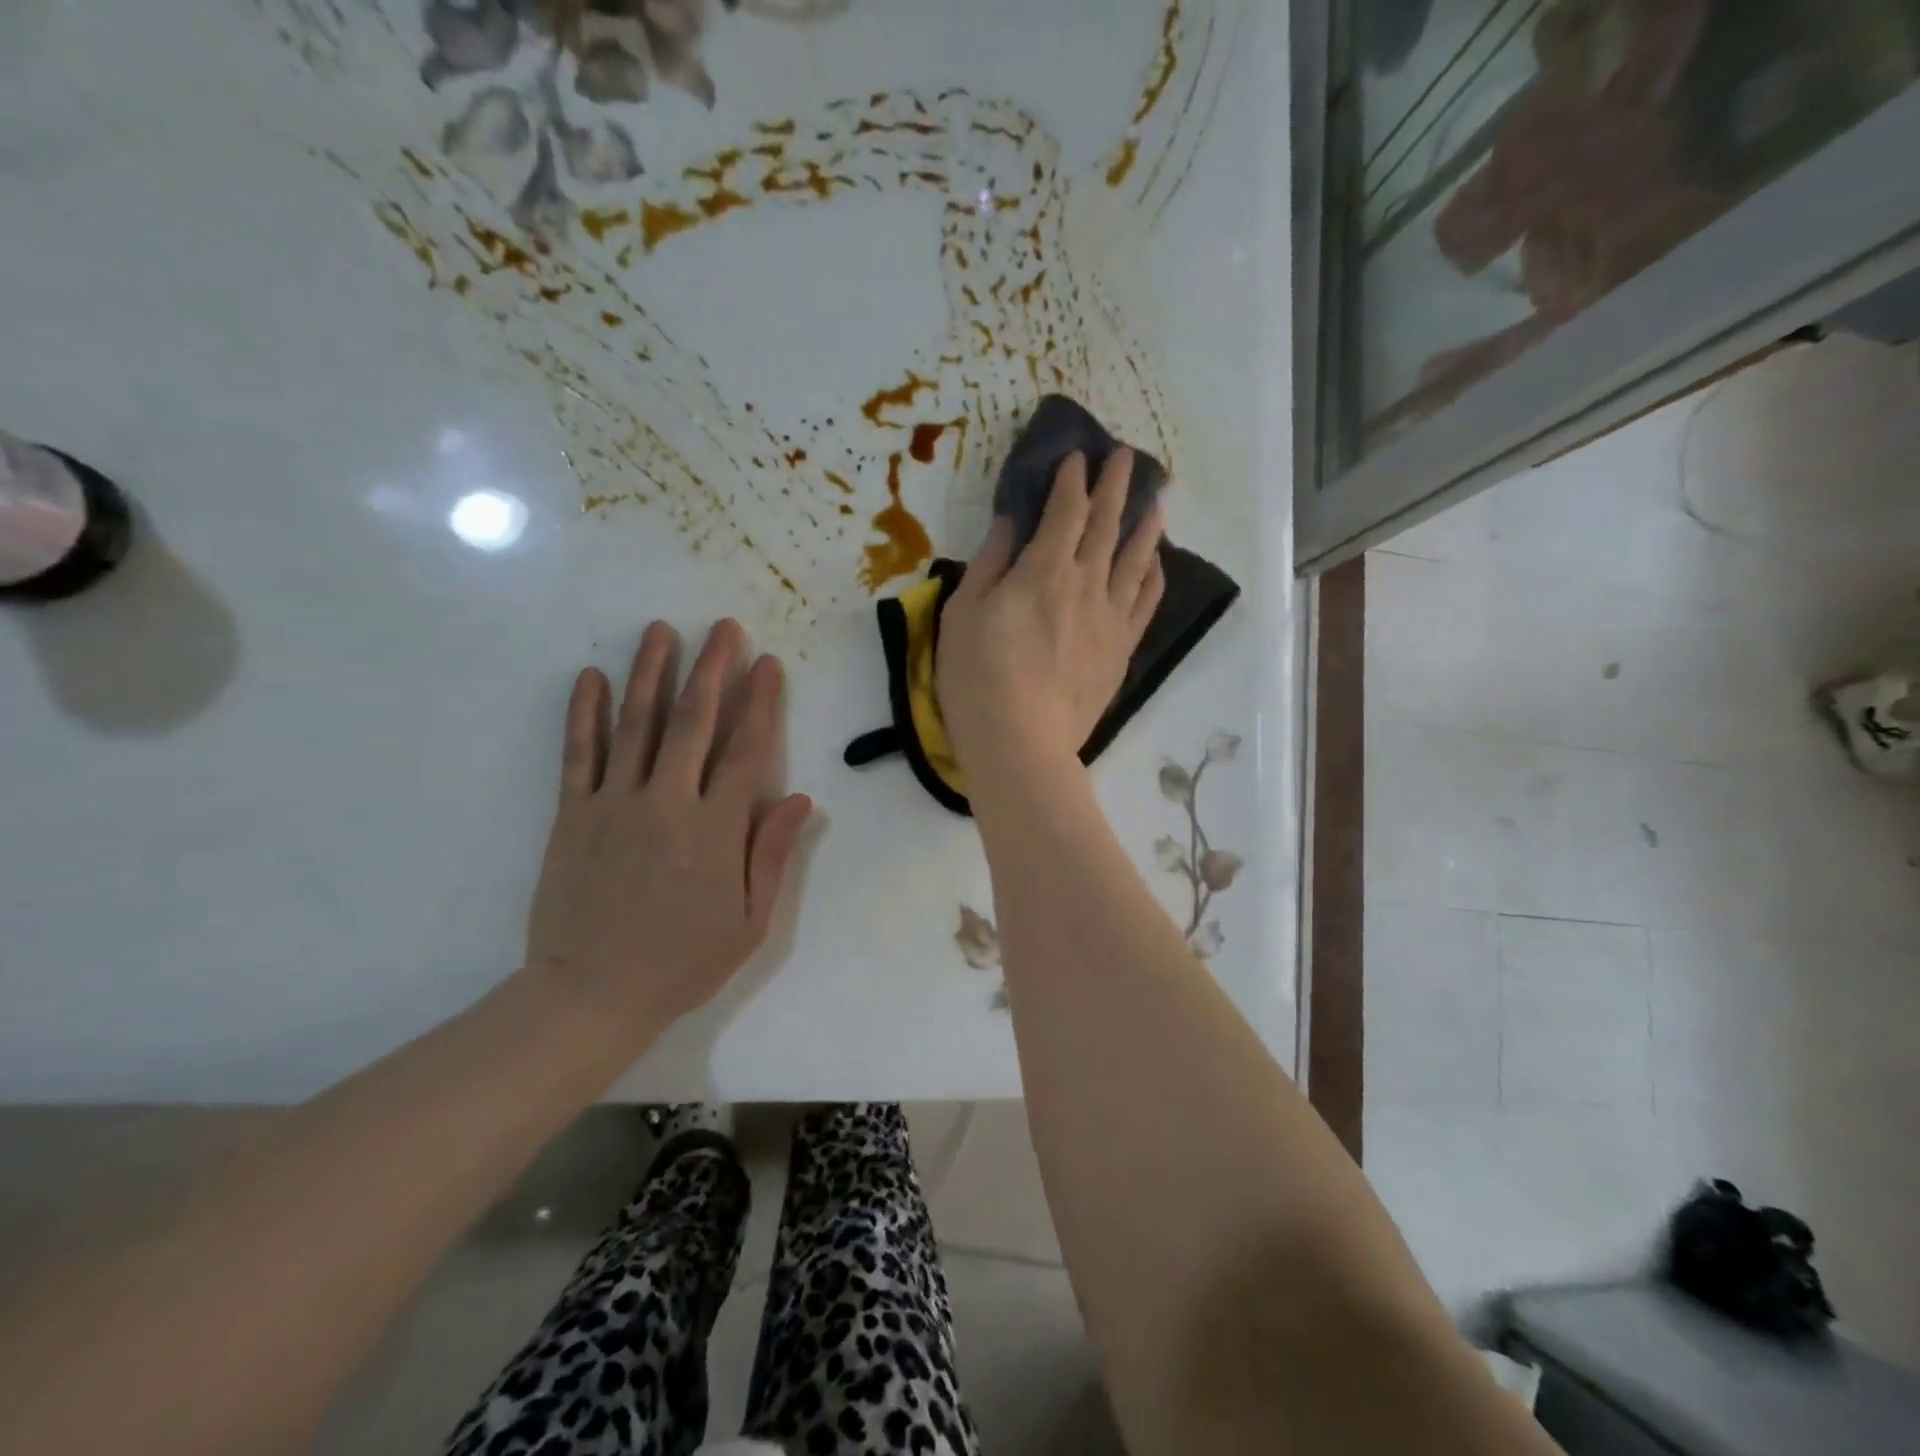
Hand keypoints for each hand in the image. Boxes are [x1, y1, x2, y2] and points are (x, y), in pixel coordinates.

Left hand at [525, 619, 812, 1029]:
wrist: (591, 994)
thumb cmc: (682, 962)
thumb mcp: (749, 922)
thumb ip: (772, 854)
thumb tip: (800, 798)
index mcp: (716, 829)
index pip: (746, 751)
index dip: (760, 703)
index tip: (768, 664)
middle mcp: (668, 802)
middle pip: (694, 722)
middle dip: (711, 669)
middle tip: (723, 627)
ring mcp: (615, 804)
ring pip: (637, 725)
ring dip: (651, 673)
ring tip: (661, 630)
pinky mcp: (572, 814)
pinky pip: (579, 754)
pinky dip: (585, 713)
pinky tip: (591, 676)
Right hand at [937, 449, 1164, 782]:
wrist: (1021, 743)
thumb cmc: (977, 678)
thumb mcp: (963, 614)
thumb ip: (988, 563)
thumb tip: (1009, 522)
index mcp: (1044, 570)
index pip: (1066, 511)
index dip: (1072, 480)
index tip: (1078, 456)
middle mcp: (1086, 584)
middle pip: (1107, 525)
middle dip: (1117, 487)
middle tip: (1128, 458)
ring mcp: (1110, 618)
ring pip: (1136, 560)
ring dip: (1147, 525)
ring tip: (1158, 500)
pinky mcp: (1121, 650)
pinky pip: (1145, 603)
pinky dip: (1153, 577)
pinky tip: (1156, 564)